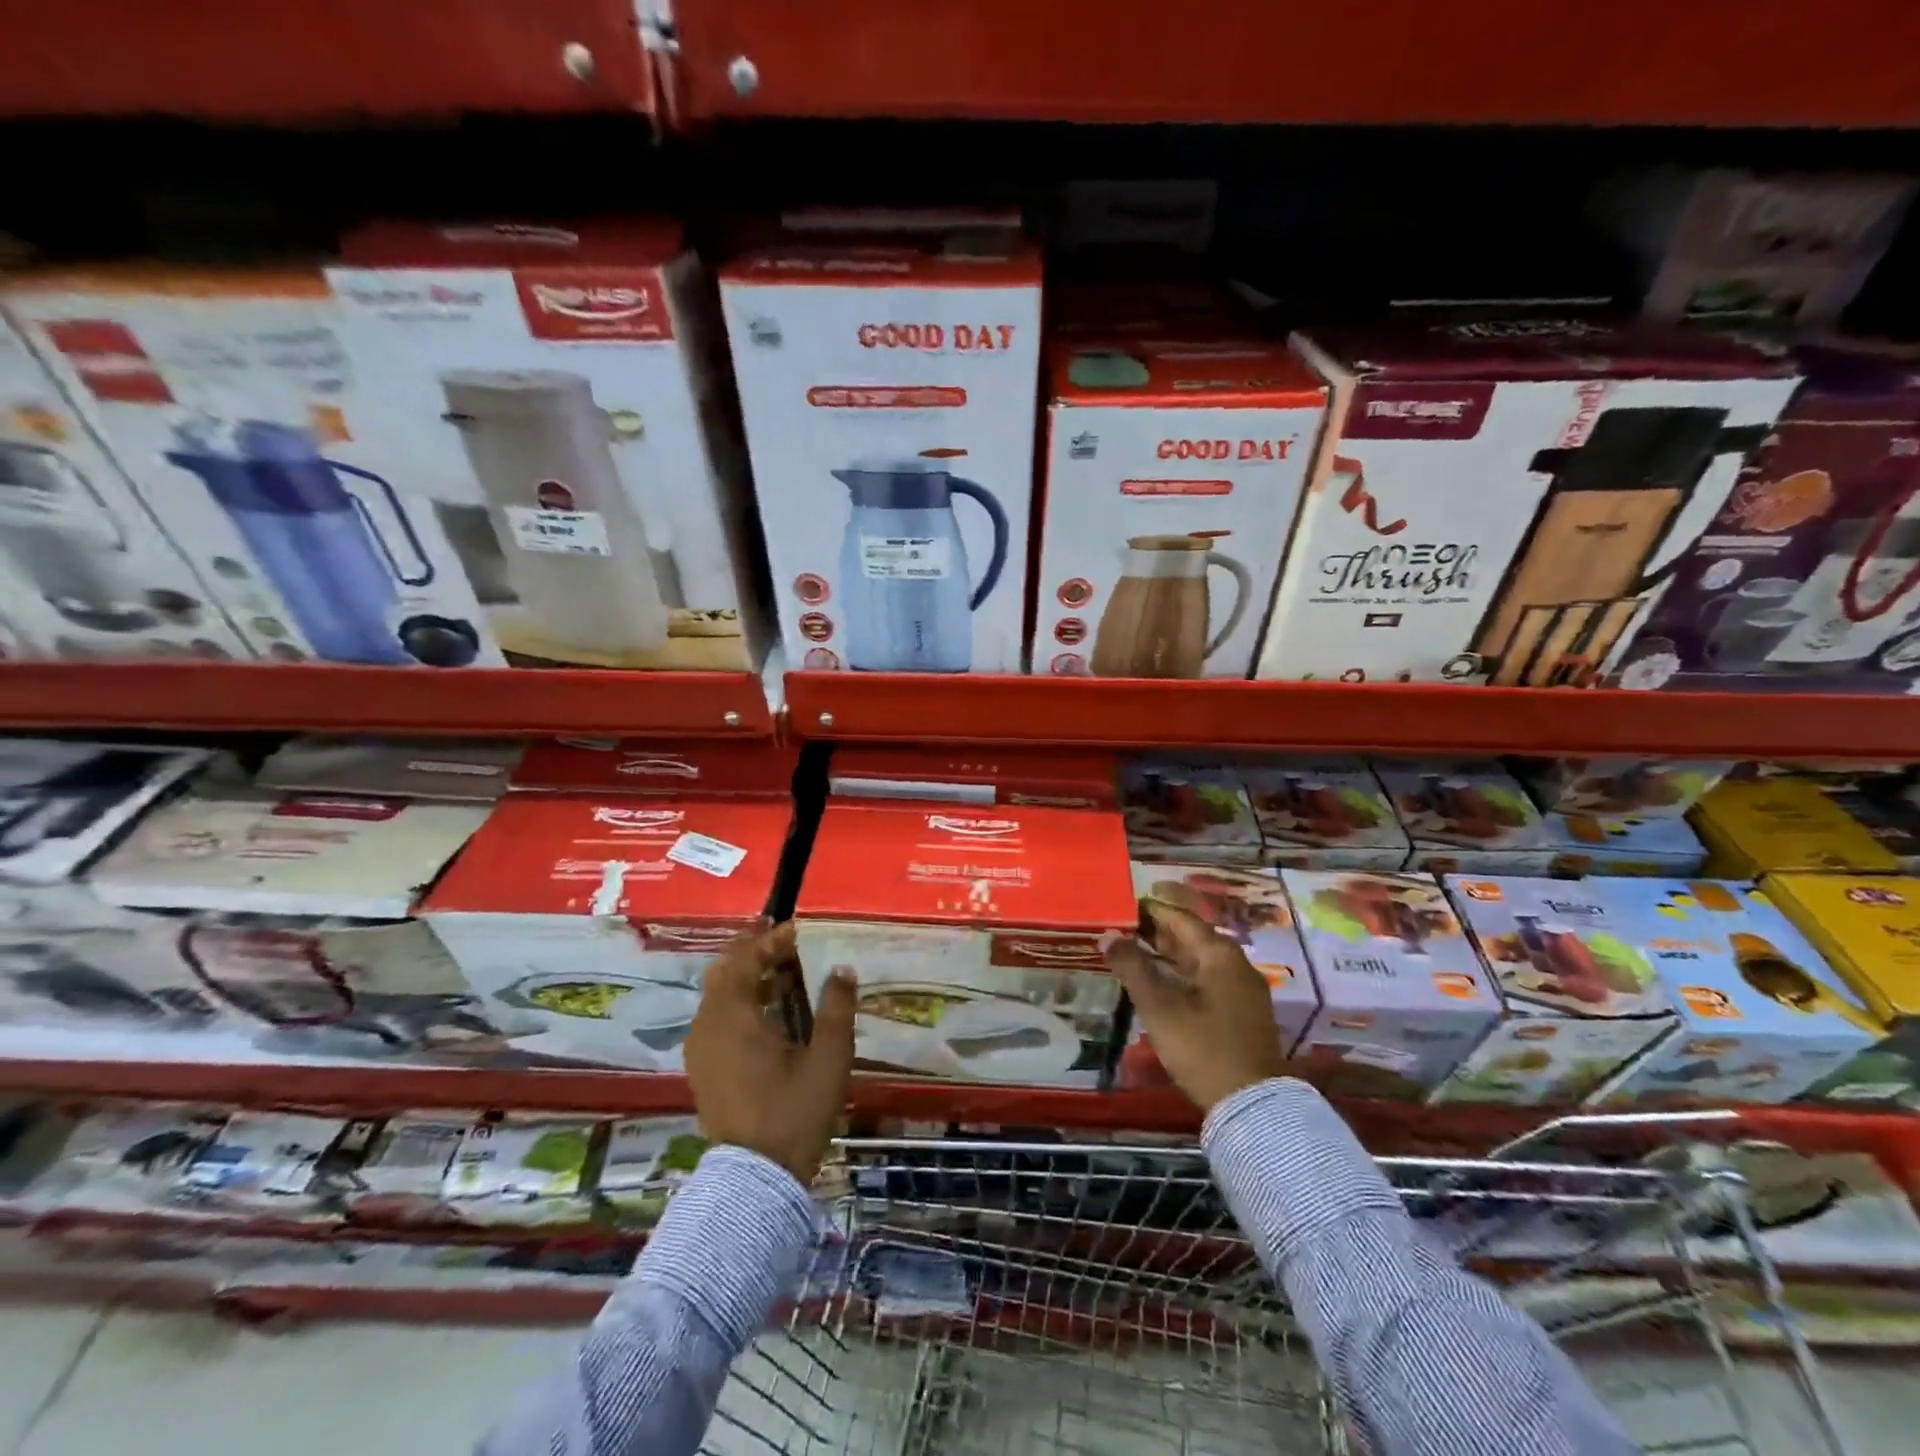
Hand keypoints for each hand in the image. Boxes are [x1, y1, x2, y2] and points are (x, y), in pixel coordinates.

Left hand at [685, 919, 855, 1182]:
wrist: (755, 1179)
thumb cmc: (794, 1112)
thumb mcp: (828, 1058)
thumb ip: (837, 1008)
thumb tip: (842, 969)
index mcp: (733, 1017)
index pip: (745, 960)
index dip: (770, 941)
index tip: (796, 930)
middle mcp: (708, 1025)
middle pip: (724, 971)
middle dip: (751, 950)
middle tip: (780, 937)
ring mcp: (701, 1048)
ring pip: (718, 994)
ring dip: (745, 975)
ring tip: (779, 969)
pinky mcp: (703, 1068)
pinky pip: (716, 1017)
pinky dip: (738, 1000)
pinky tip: (766, 1008)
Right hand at [1102, 901, 1285, 1111]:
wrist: (1252, 1104)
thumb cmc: (1202, 1047)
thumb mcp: (1159, 1006)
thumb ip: (1132, 966)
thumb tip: (1108, 935)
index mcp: (1219, 953)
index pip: (1180, 917)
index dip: (1149, 910)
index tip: (1121, 908)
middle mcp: (1235, 962)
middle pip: (1191, 936)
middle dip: (1156, 931)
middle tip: (1121, 929)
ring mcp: (1242, 988)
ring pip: (1199, 959)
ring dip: (1167, 953)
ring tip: (1133, 952)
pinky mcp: (1242, 1011)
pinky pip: (1207, 978)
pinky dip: (1181, 973)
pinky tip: (1160, 982)